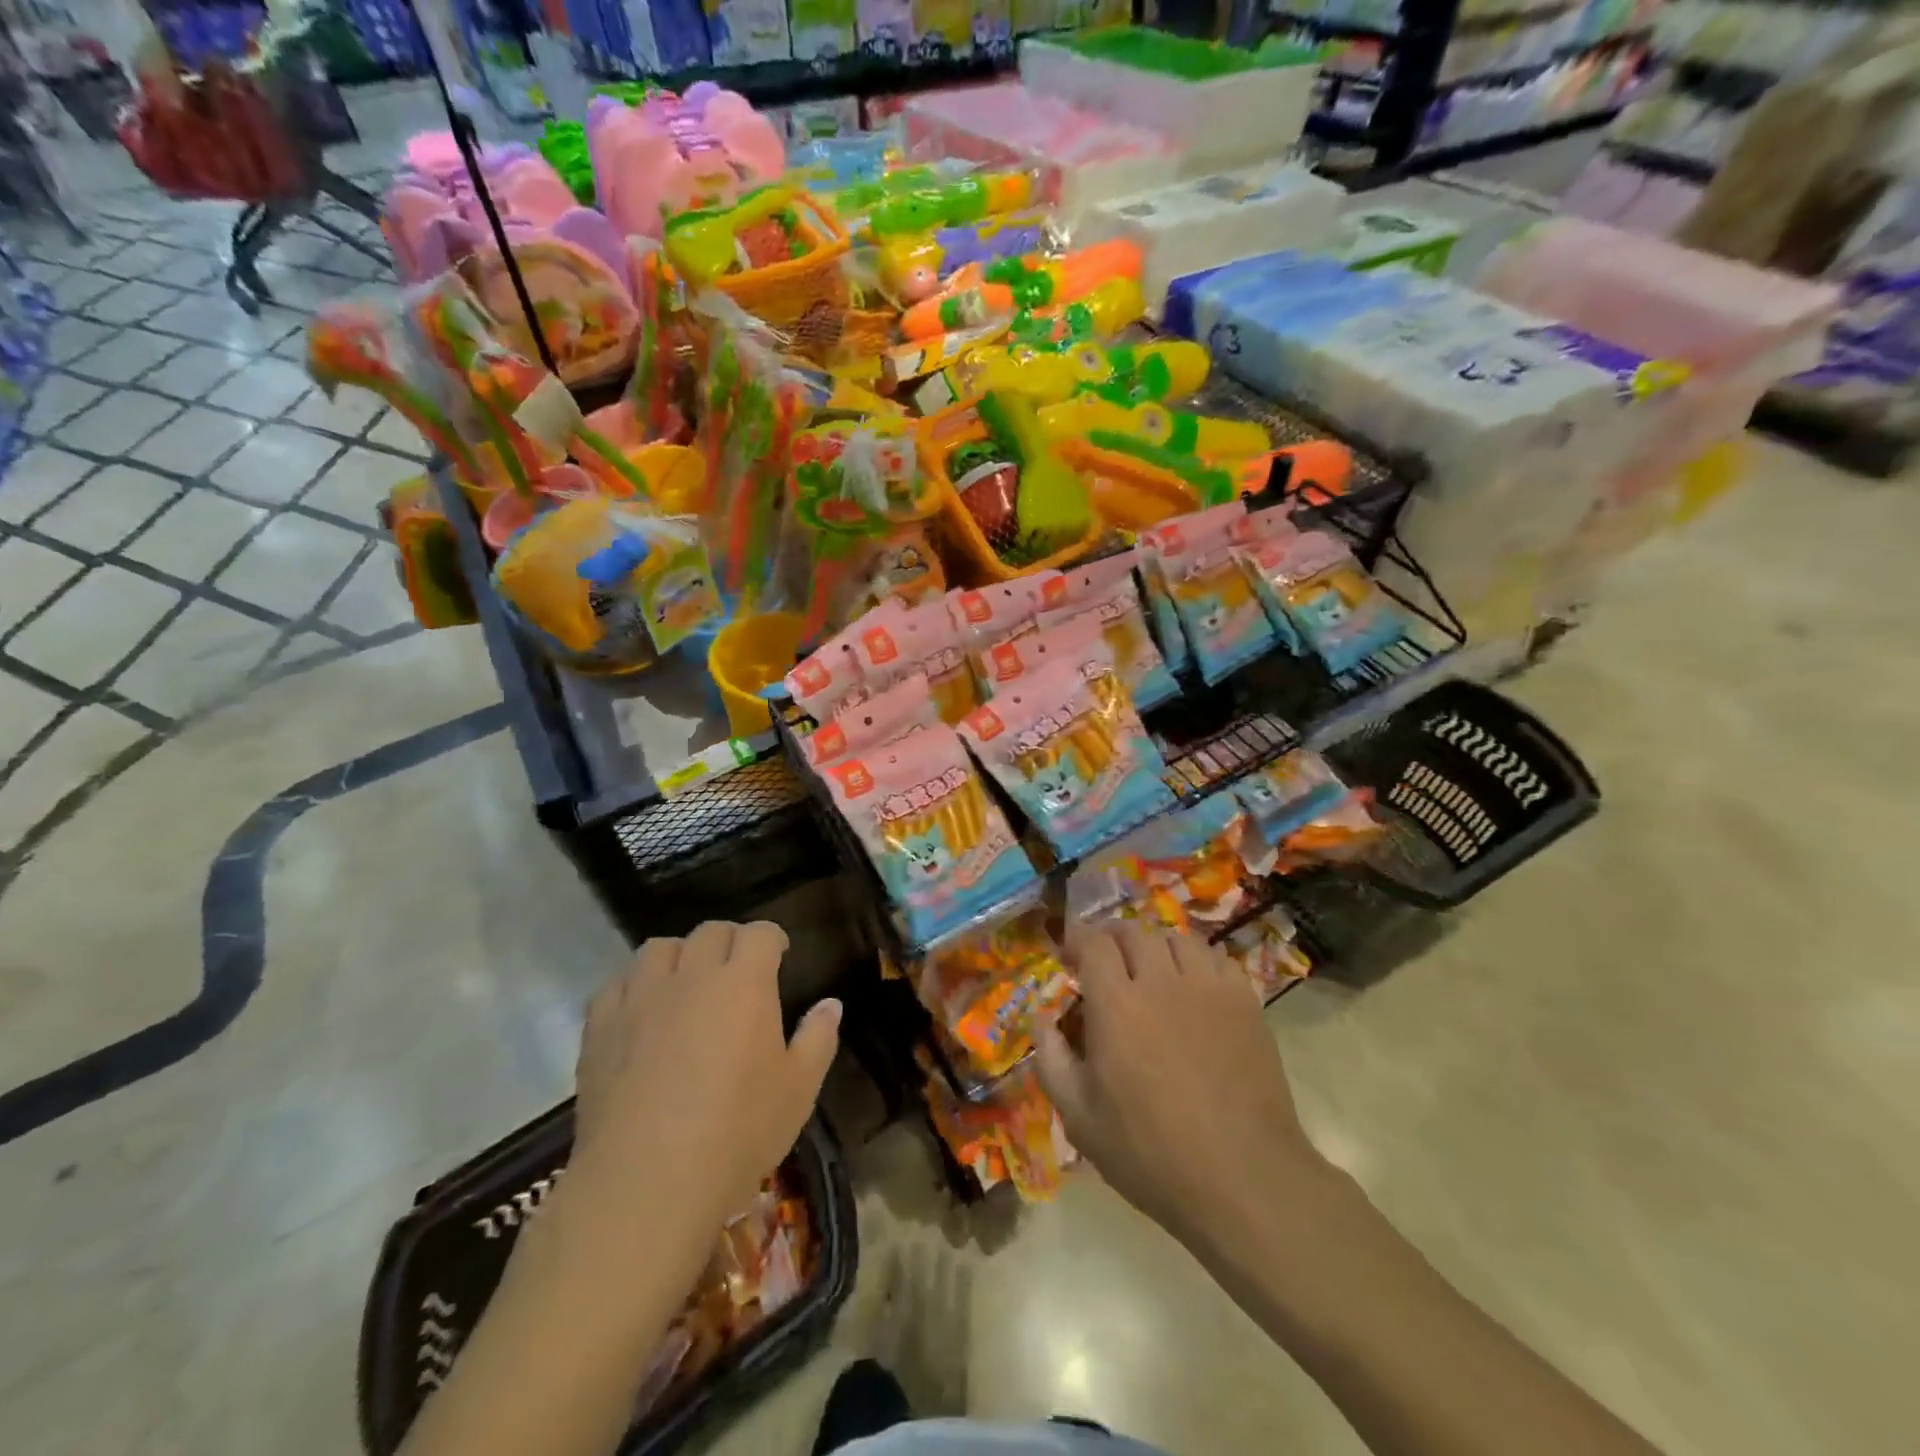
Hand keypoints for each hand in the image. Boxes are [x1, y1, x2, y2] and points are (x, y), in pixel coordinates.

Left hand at [564, 921, 840, 1264]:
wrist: (647, 1182)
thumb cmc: (737, 1132)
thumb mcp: (798, 1090)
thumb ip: (818, 1039)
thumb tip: (830, 1004)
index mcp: (744, 982)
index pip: (759, 934)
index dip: (772, 939)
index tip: (778, 956)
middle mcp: (692, 975)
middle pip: (710, 932)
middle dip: (729, 942)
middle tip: (737, 972)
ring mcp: (641, 997)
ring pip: (658, 948)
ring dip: (678, 957)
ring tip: (685, 984)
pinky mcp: (601, 1025)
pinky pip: (616, 983)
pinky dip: (634, 985)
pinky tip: (641, 1011)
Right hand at [1037, 925, 1325, 1248]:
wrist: (1244, 1180)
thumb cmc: (1152, 1154)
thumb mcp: (1080, 1119)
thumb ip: (1051, 1060)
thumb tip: (1041, 1017)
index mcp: (1116, 1004)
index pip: (1094, 942)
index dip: (1077, 938)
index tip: (1070, 954)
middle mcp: (1161, 981)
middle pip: (1133, 932)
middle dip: (1111, 938)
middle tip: (1105, 961)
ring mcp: (1209, 988)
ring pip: (1176, 939)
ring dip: (1154, 946)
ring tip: (1150, 969)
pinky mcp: (1245, 1002)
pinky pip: (1216, 958)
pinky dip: (1196, 961)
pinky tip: (1193, 986)